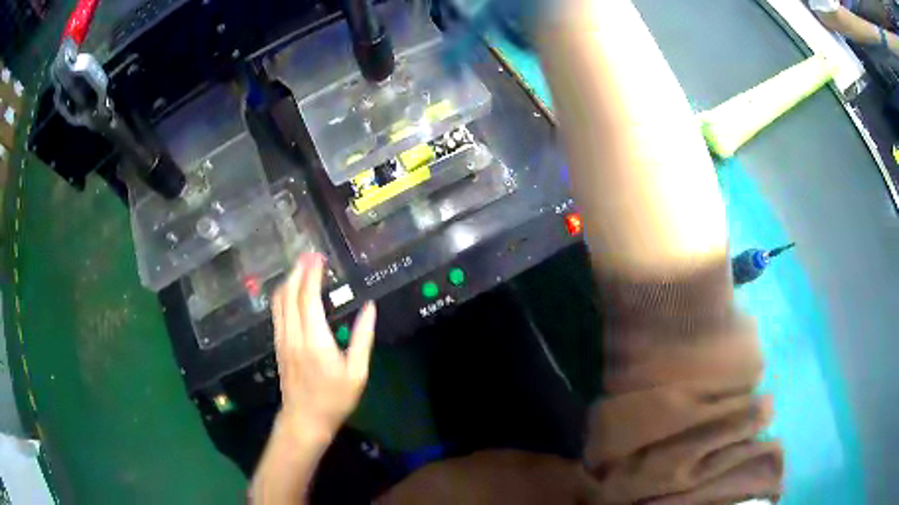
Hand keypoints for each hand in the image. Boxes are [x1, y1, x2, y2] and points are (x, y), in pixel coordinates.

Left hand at [271, 253, 376, 437]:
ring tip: (301, 267)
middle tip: (310, 254)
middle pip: (290, 294)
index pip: (308, 298)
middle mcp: (294, 335)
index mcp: (315, 340)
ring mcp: (282, 339)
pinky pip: (277, 312)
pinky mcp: (278, 345)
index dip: (312, 274)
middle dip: (299, 271)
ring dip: (289, 280)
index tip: (319, 257)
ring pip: (279, 301)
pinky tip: (291, 291)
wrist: (304, 419)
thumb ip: (363, 338)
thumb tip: (370, 308)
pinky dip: (283, 295)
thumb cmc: (334, 399)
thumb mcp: (357, 373)